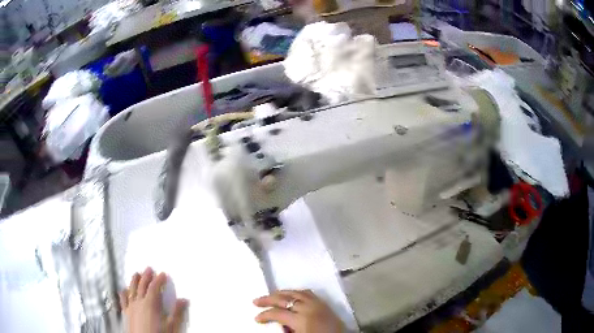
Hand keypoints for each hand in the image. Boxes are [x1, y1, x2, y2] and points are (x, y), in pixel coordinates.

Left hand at [120, 267, 187, 332]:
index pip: (154, 287)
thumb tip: (183, 300)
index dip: (159, 279)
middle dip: (146, 276)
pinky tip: (123, 290)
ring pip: (131, 289)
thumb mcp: (172, 326)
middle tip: (149, 269)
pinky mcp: (125, 313)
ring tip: (136, 274)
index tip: (163, 274)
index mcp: (150, 304)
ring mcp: (130, 307)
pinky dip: (123, 293)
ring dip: (134, 281)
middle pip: (141, 285)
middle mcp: (138, 302)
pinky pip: (123, 299)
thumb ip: (177, 313)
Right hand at [254, 290, 344, 332]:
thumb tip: (276, 324)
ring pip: (296, 293)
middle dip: (268, 299)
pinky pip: (308, 293)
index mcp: (301, 319)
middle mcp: (309, 308)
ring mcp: (318, 304)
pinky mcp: (325, 304)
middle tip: (256, 301)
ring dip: (282, 293)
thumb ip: (286, 330)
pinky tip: (292, 295)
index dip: (265, 315)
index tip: (256, 319)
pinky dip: (296, 292)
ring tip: (272, 295)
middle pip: (284, 299)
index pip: (278, 313)